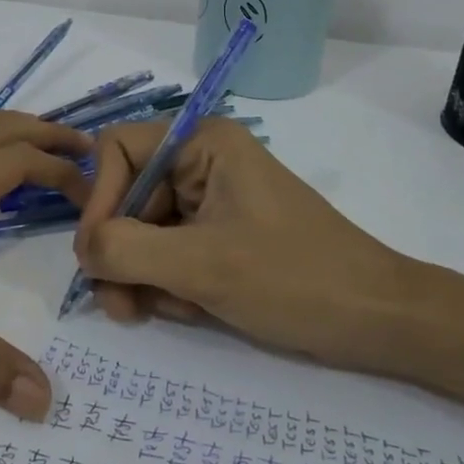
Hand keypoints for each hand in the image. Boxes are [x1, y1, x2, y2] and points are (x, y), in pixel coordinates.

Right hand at [72, 119, 419, 374]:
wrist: (381, 322)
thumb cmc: (295, 279)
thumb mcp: (201, 265)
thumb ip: (125, 250)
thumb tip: (82, 251)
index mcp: (201, 142)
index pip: (117, 151)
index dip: (100, 200)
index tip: (98, 256)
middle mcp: (200, 161)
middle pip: (126, 196)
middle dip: (120, 253)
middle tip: (119, 305)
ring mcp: (210, 199)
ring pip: (142, 231)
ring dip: (141, 276)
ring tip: (156, 314)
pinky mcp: (219, 234)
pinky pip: (168, 251)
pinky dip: (167, 284)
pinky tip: (189, 310)